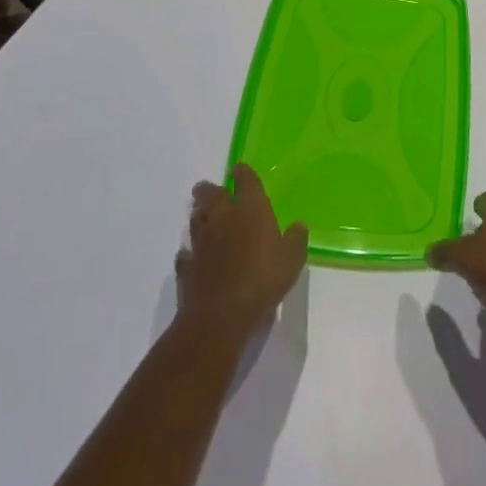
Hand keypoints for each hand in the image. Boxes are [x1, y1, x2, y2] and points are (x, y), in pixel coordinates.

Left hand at [176, 164, 307, 344]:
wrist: (220, 315)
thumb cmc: (262, 280)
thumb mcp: (292, 260)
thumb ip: (296, 240)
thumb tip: (299, 225)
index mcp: (250, 209)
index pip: (245, 180)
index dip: (242, 173)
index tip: (239, 170)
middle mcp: (223, 218)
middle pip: (211, 195)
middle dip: (209, 189)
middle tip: (206, 189)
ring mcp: (202, 242)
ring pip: (196, 220)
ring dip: (198, 215)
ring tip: (199, 215)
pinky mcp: (187, 266)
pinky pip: (185, 254)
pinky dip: (188, 253)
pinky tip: (190, 256)